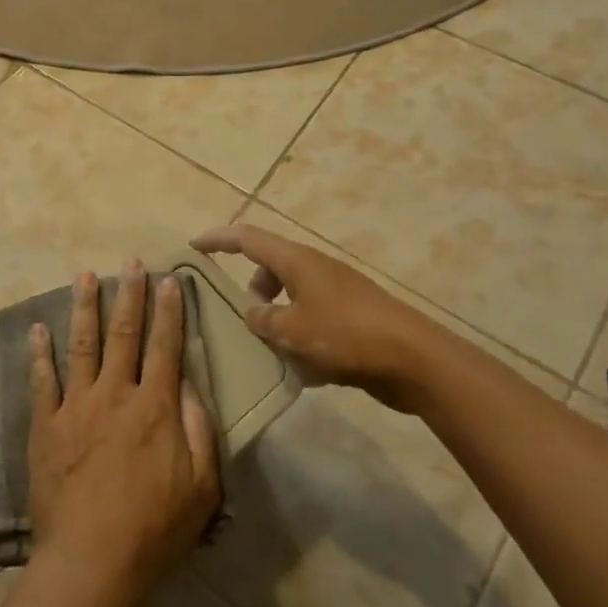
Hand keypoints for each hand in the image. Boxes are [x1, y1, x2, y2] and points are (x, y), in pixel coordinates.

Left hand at [27, 263, 220, 606]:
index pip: (165, 347)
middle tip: (130, 263)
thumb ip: (199, 430)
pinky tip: (37, 328)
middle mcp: (114, 394)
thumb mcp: (202, 487)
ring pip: (81, 344)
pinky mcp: (46, 424)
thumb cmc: (154, 529)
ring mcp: (76, 406)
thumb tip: (187, 383)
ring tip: (84, 275)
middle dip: (130, 294)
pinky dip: (39, 352)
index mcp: (154, 408)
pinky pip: (41, 380)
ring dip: (84, 307)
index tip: (170, 280)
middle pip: (124, 334)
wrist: (91, 561)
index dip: (170, 311)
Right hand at [190, 224, 448, 406]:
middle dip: (252, 289)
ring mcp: (336, 292)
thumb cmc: (346, 335)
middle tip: (242, 318)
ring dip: (276, 317)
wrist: (414, 360)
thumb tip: (253, 313)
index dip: (218, 239)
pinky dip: (300, 335)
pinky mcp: (352, 317)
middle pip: (270, 267)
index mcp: (296, 261)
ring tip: (271, 349)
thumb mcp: (292, 330)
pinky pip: (312, 318)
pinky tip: (304, 368)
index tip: (193, 246)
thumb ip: (263, 320)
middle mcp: (314, 269)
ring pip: (291, 296)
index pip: (247, 238)